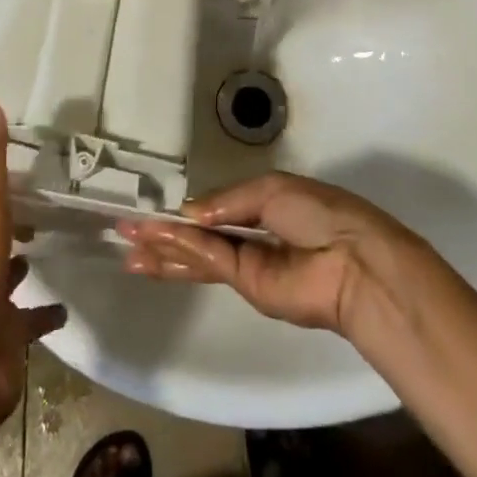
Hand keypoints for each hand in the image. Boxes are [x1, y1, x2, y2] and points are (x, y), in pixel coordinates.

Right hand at [119, 173, 417, 334]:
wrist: (352, 260)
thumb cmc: (317, 212)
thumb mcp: (270, 189)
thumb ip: (226, 202)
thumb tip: (188, 213)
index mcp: (263, 204)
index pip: (215, 208)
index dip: (185, 211)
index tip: (152, 209)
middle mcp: (251, 235)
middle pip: (199, 236)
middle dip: (163, 234)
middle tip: (125, 231)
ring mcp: (248, 265)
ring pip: (197, 255)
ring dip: (163, 251)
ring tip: (128, 249)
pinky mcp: (248, 287)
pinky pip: (210, 263)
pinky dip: (182, 253)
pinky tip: (154, 249)